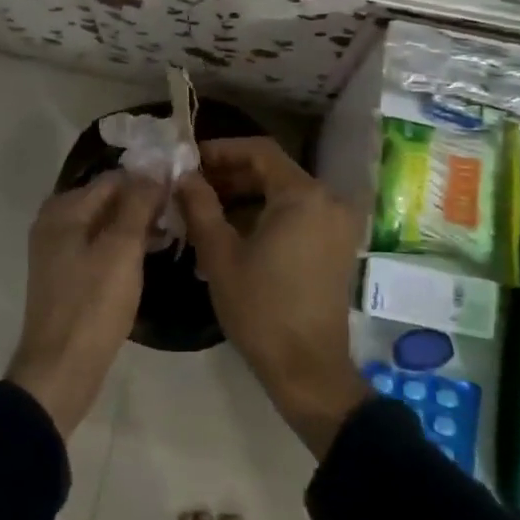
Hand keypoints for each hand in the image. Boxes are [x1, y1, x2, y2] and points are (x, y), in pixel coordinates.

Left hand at [8, 172, 161, 436]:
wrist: (60, 371)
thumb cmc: (92, 306)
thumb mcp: (121, 249)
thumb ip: (138, 204)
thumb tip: (154, 168)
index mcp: (63, 210)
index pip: (114, 178)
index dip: (149, 181)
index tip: (183, 190)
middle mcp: (56, 222)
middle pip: (108, 199)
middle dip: (144, 203)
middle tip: (182, 213)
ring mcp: (60, 251)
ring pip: (107, 224)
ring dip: (138, 225)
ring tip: (174, 233)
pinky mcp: (69, 275)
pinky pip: (101, 247)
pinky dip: (125, 246)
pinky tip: (152, 255)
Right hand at [178, 138, 368, 457]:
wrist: (307, 369)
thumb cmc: (261, 309)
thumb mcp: (220, 254)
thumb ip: (200, 206)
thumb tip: (183, 175)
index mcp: (303, 195)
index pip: (259, 151)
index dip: (221, 150)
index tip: (189, 162)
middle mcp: (328, 200)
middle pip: (273, 171)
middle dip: (230, 174)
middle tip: (192, 187)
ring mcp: (336, 223)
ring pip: (284, 193)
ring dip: (245, 196)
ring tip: (205, 209)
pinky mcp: (335, 245)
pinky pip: (297, 214)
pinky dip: (266, 215)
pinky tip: (233, 231)